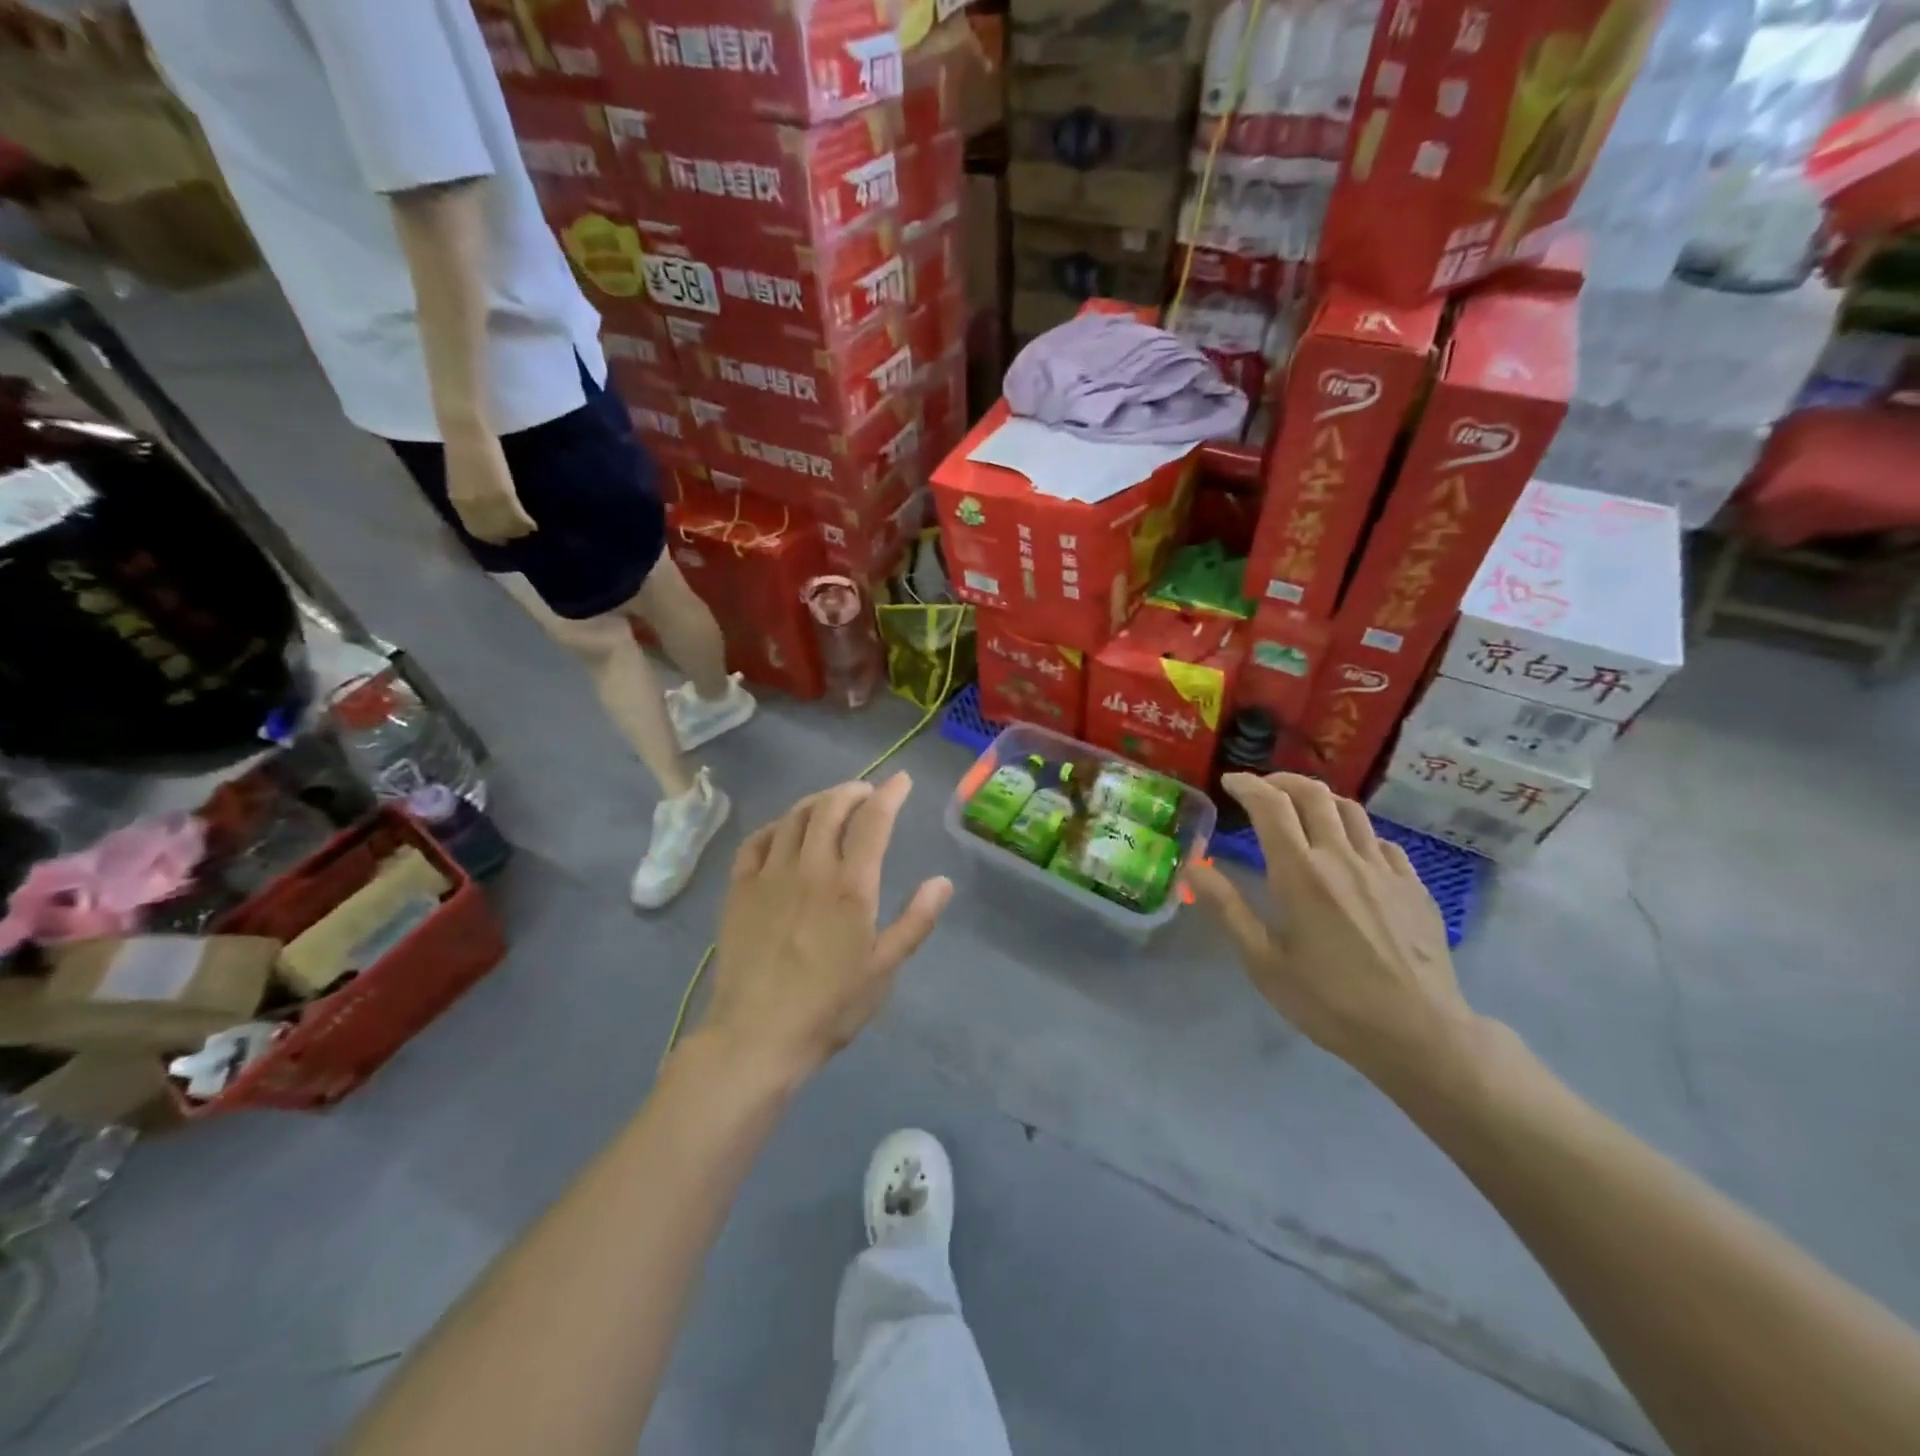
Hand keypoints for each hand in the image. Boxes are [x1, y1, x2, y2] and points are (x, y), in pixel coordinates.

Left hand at [443, 428, 535, 543]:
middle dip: (507, 536)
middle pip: (493, 532)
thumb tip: (487, 506)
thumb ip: (472, 493)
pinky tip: (533, 524)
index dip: (491, 536)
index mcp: (458, 500)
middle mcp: (471, 506)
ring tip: (528, 529)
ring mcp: (487, 501)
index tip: (503, 536)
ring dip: (519, 531)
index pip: (476, 529)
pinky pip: (517, 517)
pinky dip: (526, 523)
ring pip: (506, 527)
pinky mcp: (503, 495)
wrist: (464, 429)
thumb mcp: (463, 477)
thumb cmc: (461, 446)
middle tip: (520, 535)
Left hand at [704, 774, 952, 1080]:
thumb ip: (915, 921)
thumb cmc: (830, 1006)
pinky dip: (775, 825)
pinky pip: (755, 841)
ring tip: (831, 803)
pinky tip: (783, 831)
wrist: (757, 1035)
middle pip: (830, 807)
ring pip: (793, 817)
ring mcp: (769, 875)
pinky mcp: (739, 889)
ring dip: (817, 801)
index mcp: (850, 885)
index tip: (901, 781)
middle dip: (853, 791)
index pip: (873, 821)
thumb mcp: (884, 969)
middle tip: (867, 793)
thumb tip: (942, 881)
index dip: (890, 794)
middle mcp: (809, 868)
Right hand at [1187, 773, 1480, 1095]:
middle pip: (1313, 795)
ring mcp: (1383, 869)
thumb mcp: (1264, 963)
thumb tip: (1194, 866)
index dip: (1248, 785)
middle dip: (1282, 781)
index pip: (1271, 806)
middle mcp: (1341, 858)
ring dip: (1320, 798)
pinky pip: (1381, 840)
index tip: (1231, 781)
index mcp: (1300, 873)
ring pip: (1351, 810)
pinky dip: (1356, 831)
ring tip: (1302, 809)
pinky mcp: (1413, 885)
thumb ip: (1228, 909)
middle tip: (1262, 788)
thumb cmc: (1330, 1002)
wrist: (1419, 1033)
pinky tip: (1350, 850)